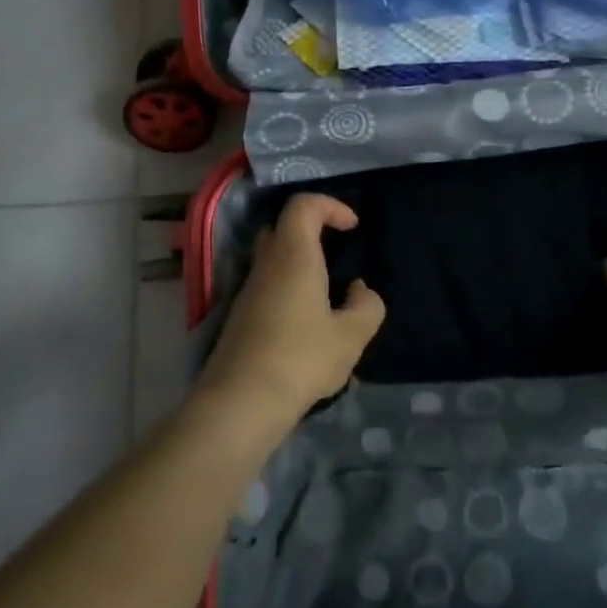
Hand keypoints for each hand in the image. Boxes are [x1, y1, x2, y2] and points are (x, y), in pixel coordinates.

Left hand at [197, 193, 386, 430]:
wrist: (240, 402)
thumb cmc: (301, 359)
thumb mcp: (351, 336)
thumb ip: (367, 306)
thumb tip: (359, 290)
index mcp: (294, 256)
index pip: (303, 205)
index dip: (330, 206)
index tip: (352, 227)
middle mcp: (266, 264)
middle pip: (283, 227)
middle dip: (312, 231)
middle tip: (337, 254)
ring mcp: (248, 290)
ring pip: (273, 259)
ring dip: (301, 265)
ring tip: (329, 297)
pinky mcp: (240, 316)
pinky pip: (267, 286)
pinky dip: (289, 290)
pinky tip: (308, 327)